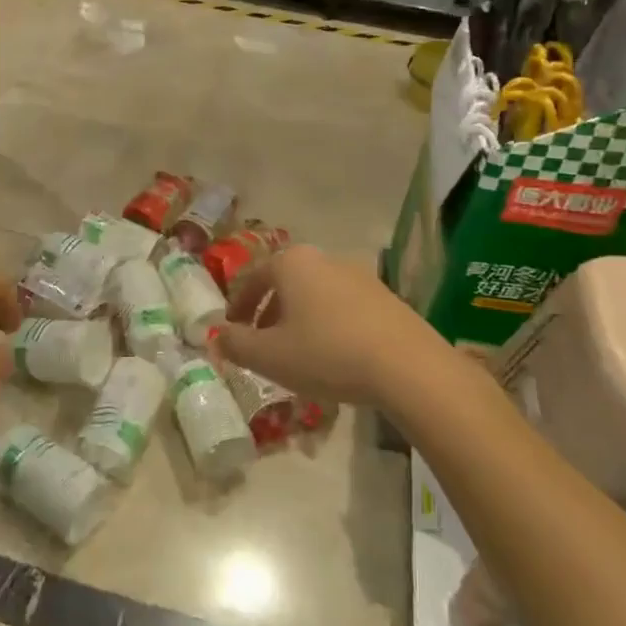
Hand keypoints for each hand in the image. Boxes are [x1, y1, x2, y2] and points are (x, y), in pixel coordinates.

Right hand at [213, 244, 440, 404]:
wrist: (407, 366)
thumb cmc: (327, 353)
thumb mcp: (269, 356)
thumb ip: (236, 344)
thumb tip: (217, 336)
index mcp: (291, 263)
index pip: (252, 278)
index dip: (237, 307)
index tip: (232, 332)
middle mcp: (324, 258)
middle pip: (285, 284)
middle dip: (269, 313)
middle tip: (262, 344)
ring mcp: (359, 275)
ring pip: (314, 295)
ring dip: (299, 320)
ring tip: (298, 355)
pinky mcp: (385, 297)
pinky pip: (343, 307)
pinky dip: (328, 326)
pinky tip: (334, 357)